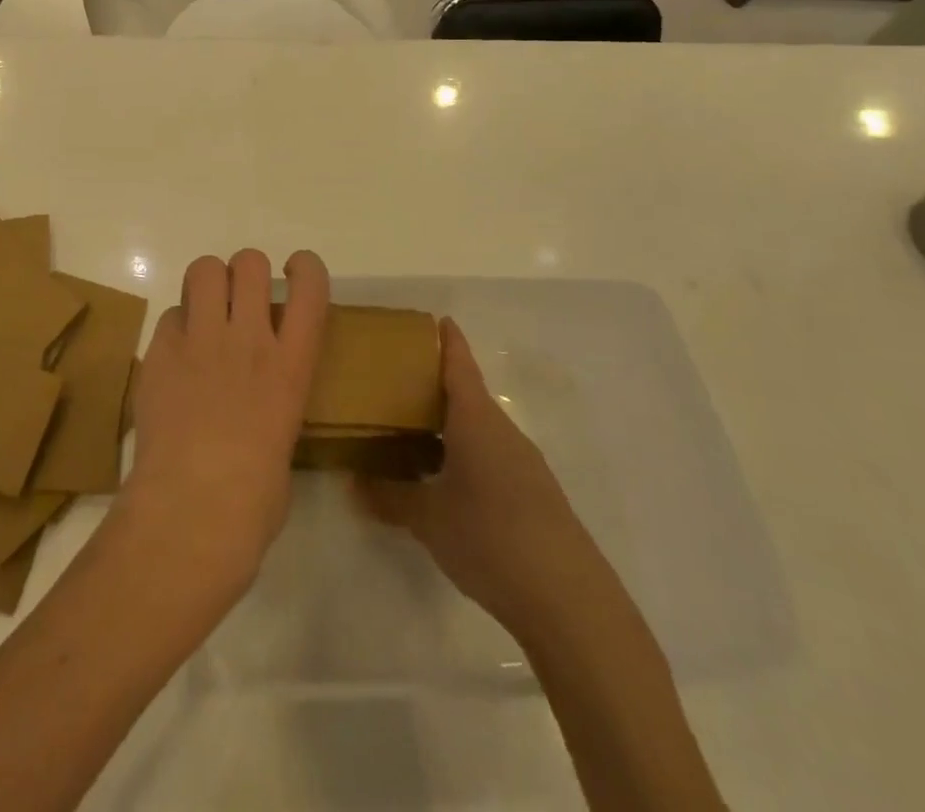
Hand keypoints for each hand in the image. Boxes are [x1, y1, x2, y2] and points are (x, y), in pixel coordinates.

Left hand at [118, 249, 329, 603]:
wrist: (191, 512)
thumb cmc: (253, 502)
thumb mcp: (283, 443)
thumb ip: (274, 404)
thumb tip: (258, 406)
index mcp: (291, 366)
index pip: (310, 287)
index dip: (305, 268)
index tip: (295, 274)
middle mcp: (249, 339)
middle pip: (249, 262)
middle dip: (246, 272)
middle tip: (240, 302)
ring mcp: (200, 341)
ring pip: (204, 269)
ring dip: (208, 283)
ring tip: (205, 312)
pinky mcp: (159, 352)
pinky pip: (169, 315)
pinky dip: (175, 327)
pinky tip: (174, 357)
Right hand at [354, 319, 607, 639]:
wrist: (571, 604)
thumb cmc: (491, 539)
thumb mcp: (428, 519)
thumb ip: (389, 497)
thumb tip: (353, 483)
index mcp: (476, 420)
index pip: (459, 365)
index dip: (447, 341)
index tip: (435, 319)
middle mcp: (502, 432)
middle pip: (468, 395)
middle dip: (435, 386)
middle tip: (395, 381)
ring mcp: (524, 465)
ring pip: (479, 429)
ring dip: (449, 424)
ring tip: (412, 431)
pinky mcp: (535, 497)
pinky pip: (492, 457)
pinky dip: (465, 453)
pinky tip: (445, 480)